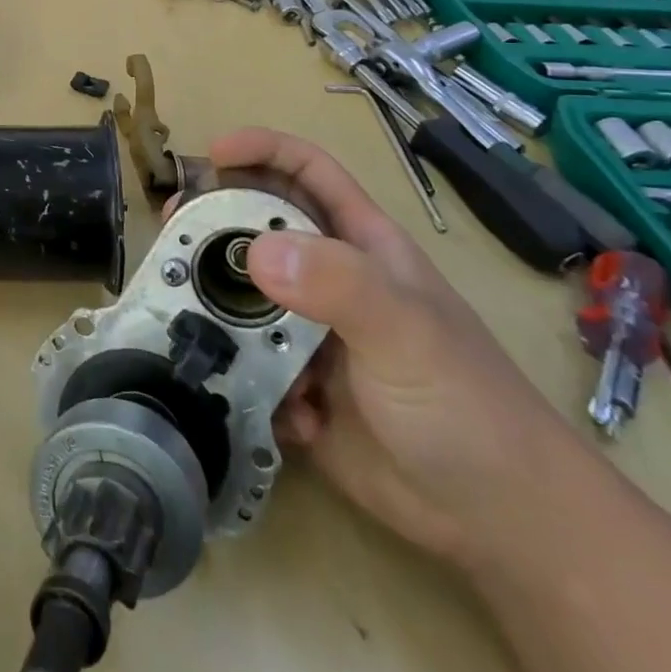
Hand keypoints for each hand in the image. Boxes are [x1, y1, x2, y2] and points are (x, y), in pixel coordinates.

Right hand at [212, 128, 573, 567]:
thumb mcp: (407, 331)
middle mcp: (327, 280)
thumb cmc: (466, 404)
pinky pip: (243, 361)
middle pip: (257, 228)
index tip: (212, 152)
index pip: (307, 172)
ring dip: (211, 303)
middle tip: (171, 230)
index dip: (262, 150)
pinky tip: (258, 399)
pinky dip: (238, 373)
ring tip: (182, 313)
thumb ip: (338, 284)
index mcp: (360, 246)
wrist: (498, 521)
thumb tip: (255, 250)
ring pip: (239, 296)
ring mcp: (306, 333)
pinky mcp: (291, 385)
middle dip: (213, 222)